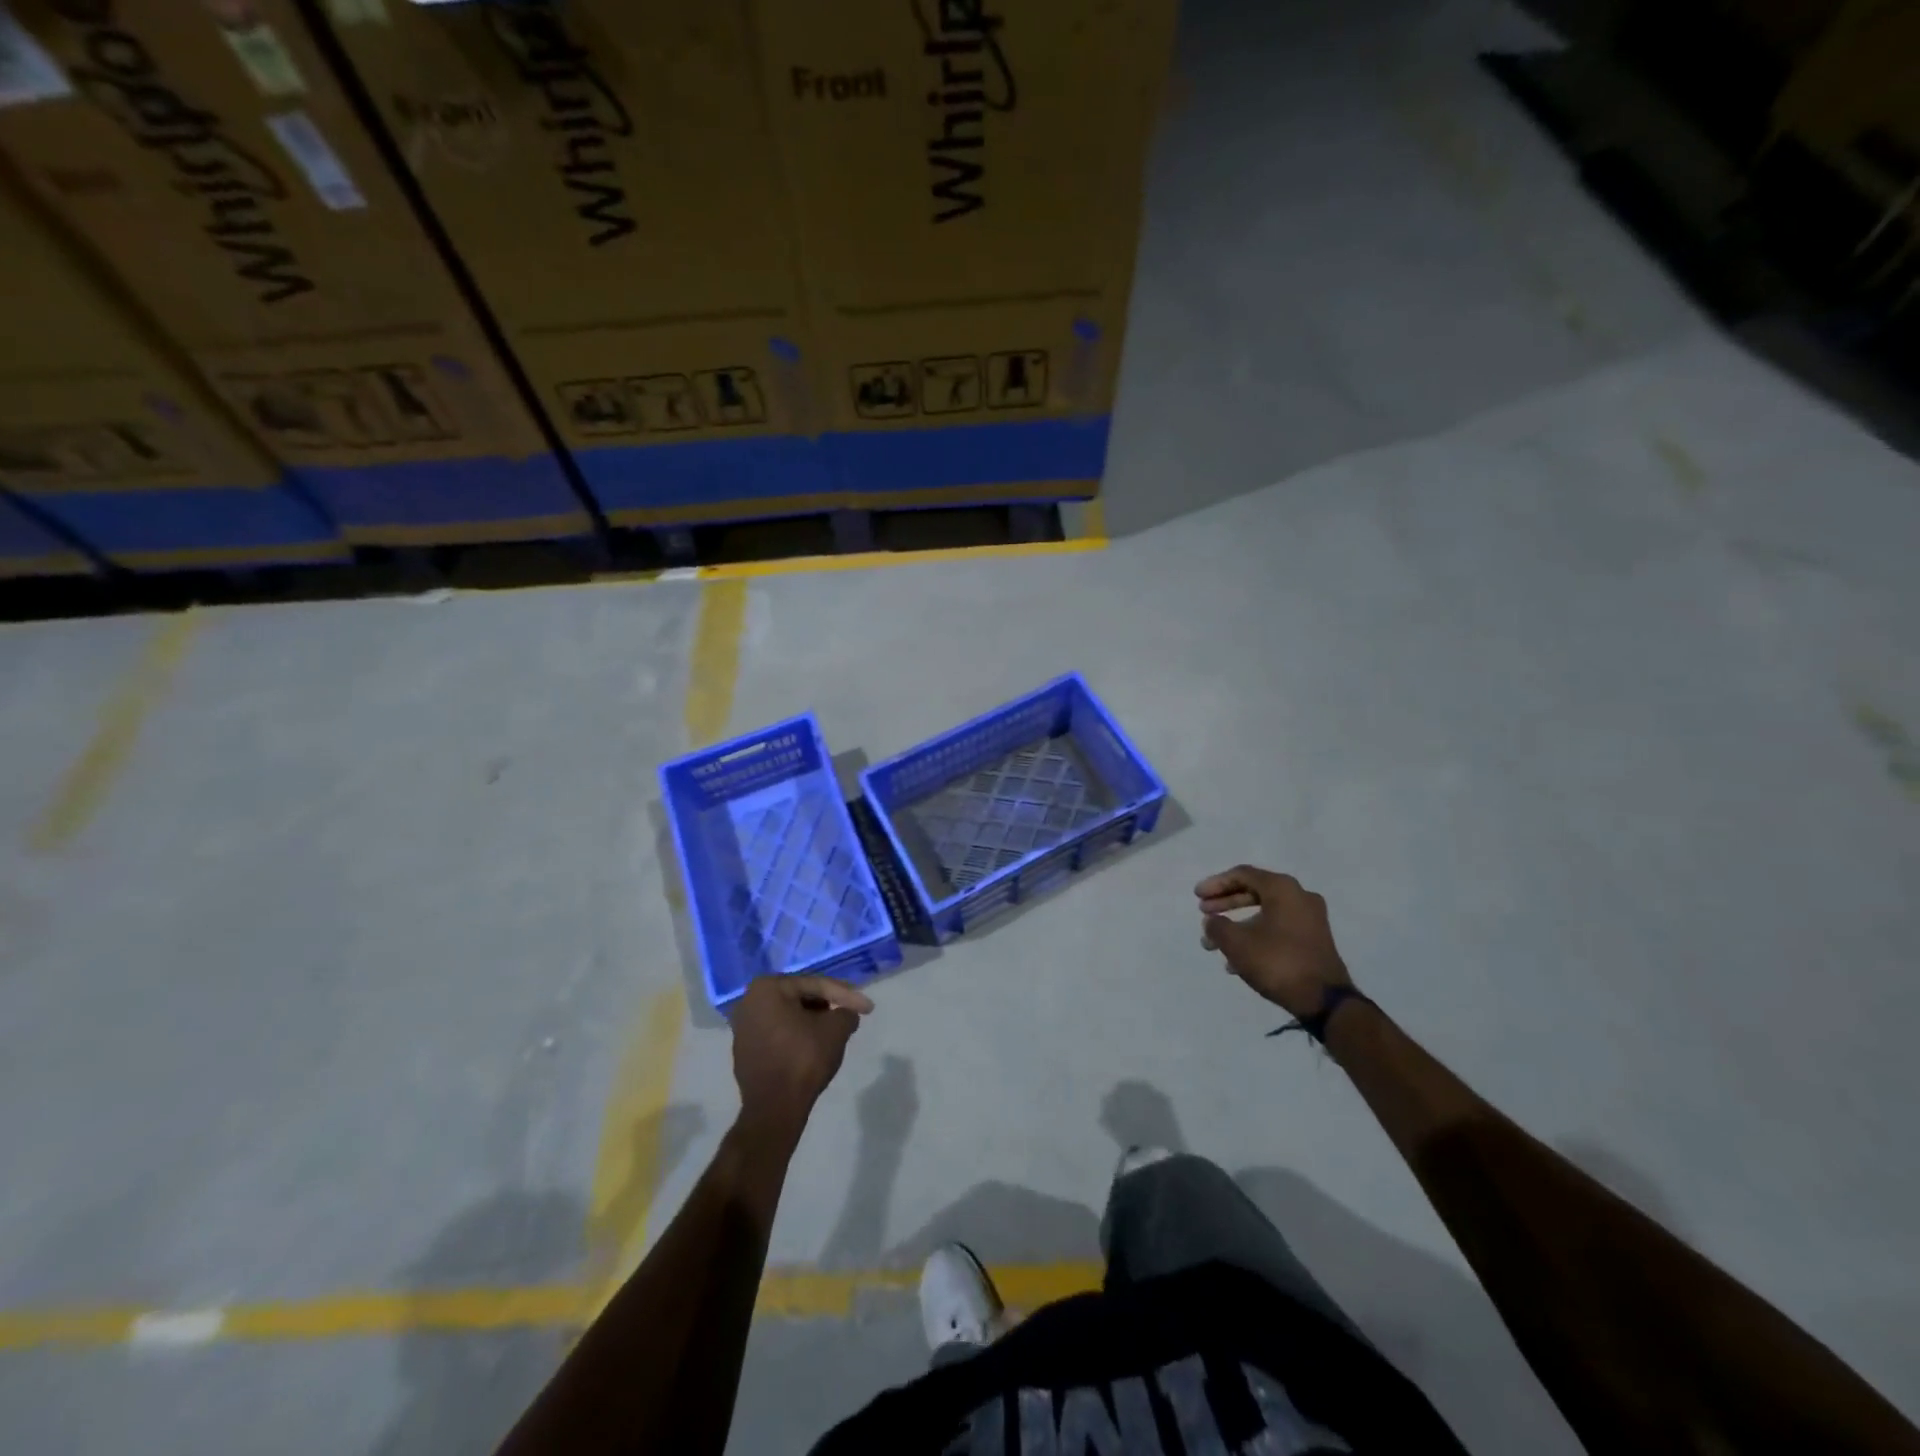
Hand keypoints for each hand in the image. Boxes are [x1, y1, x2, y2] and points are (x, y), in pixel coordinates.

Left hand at [730, 974, 872, 1137]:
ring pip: (788, 1017)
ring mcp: (743, 1029)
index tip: (867, 1007)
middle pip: (799, 998)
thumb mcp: (836, 1029)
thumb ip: (846, 1012)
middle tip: (849, 1014)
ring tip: (835, 1031)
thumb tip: (846, 1015)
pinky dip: (796, 1036)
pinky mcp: (744, 1052)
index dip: (845, 995)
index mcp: (767, 988)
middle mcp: (748, 1002)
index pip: (815, 985)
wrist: (774, 1109)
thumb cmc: (803, 1058)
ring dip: (812, 1021)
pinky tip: (813, 1047)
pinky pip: (777, 1034)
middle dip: (827, 1006)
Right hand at [1196, 866, 1352, 1019]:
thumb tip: (1212, 922)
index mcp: (1282, 889)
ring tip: (1215, 942)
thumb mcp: (1236, 943)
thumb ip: (1217, 926)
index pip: (1242, 874)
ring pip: (1265, 912)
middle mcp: (1299, 897)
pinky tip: (1236, 960)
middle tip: (1204, 912)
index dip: (1215, 884)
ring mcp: (1310, 919)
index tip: (1196, 897)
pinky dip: (1255, 935)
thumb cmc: (1277, 962)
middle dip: (1225, 902)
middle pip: (1254, 891)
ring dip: (1237, 923)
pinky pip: (1277, 928)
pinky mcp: (1313, 940)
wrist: (1325, 1000)